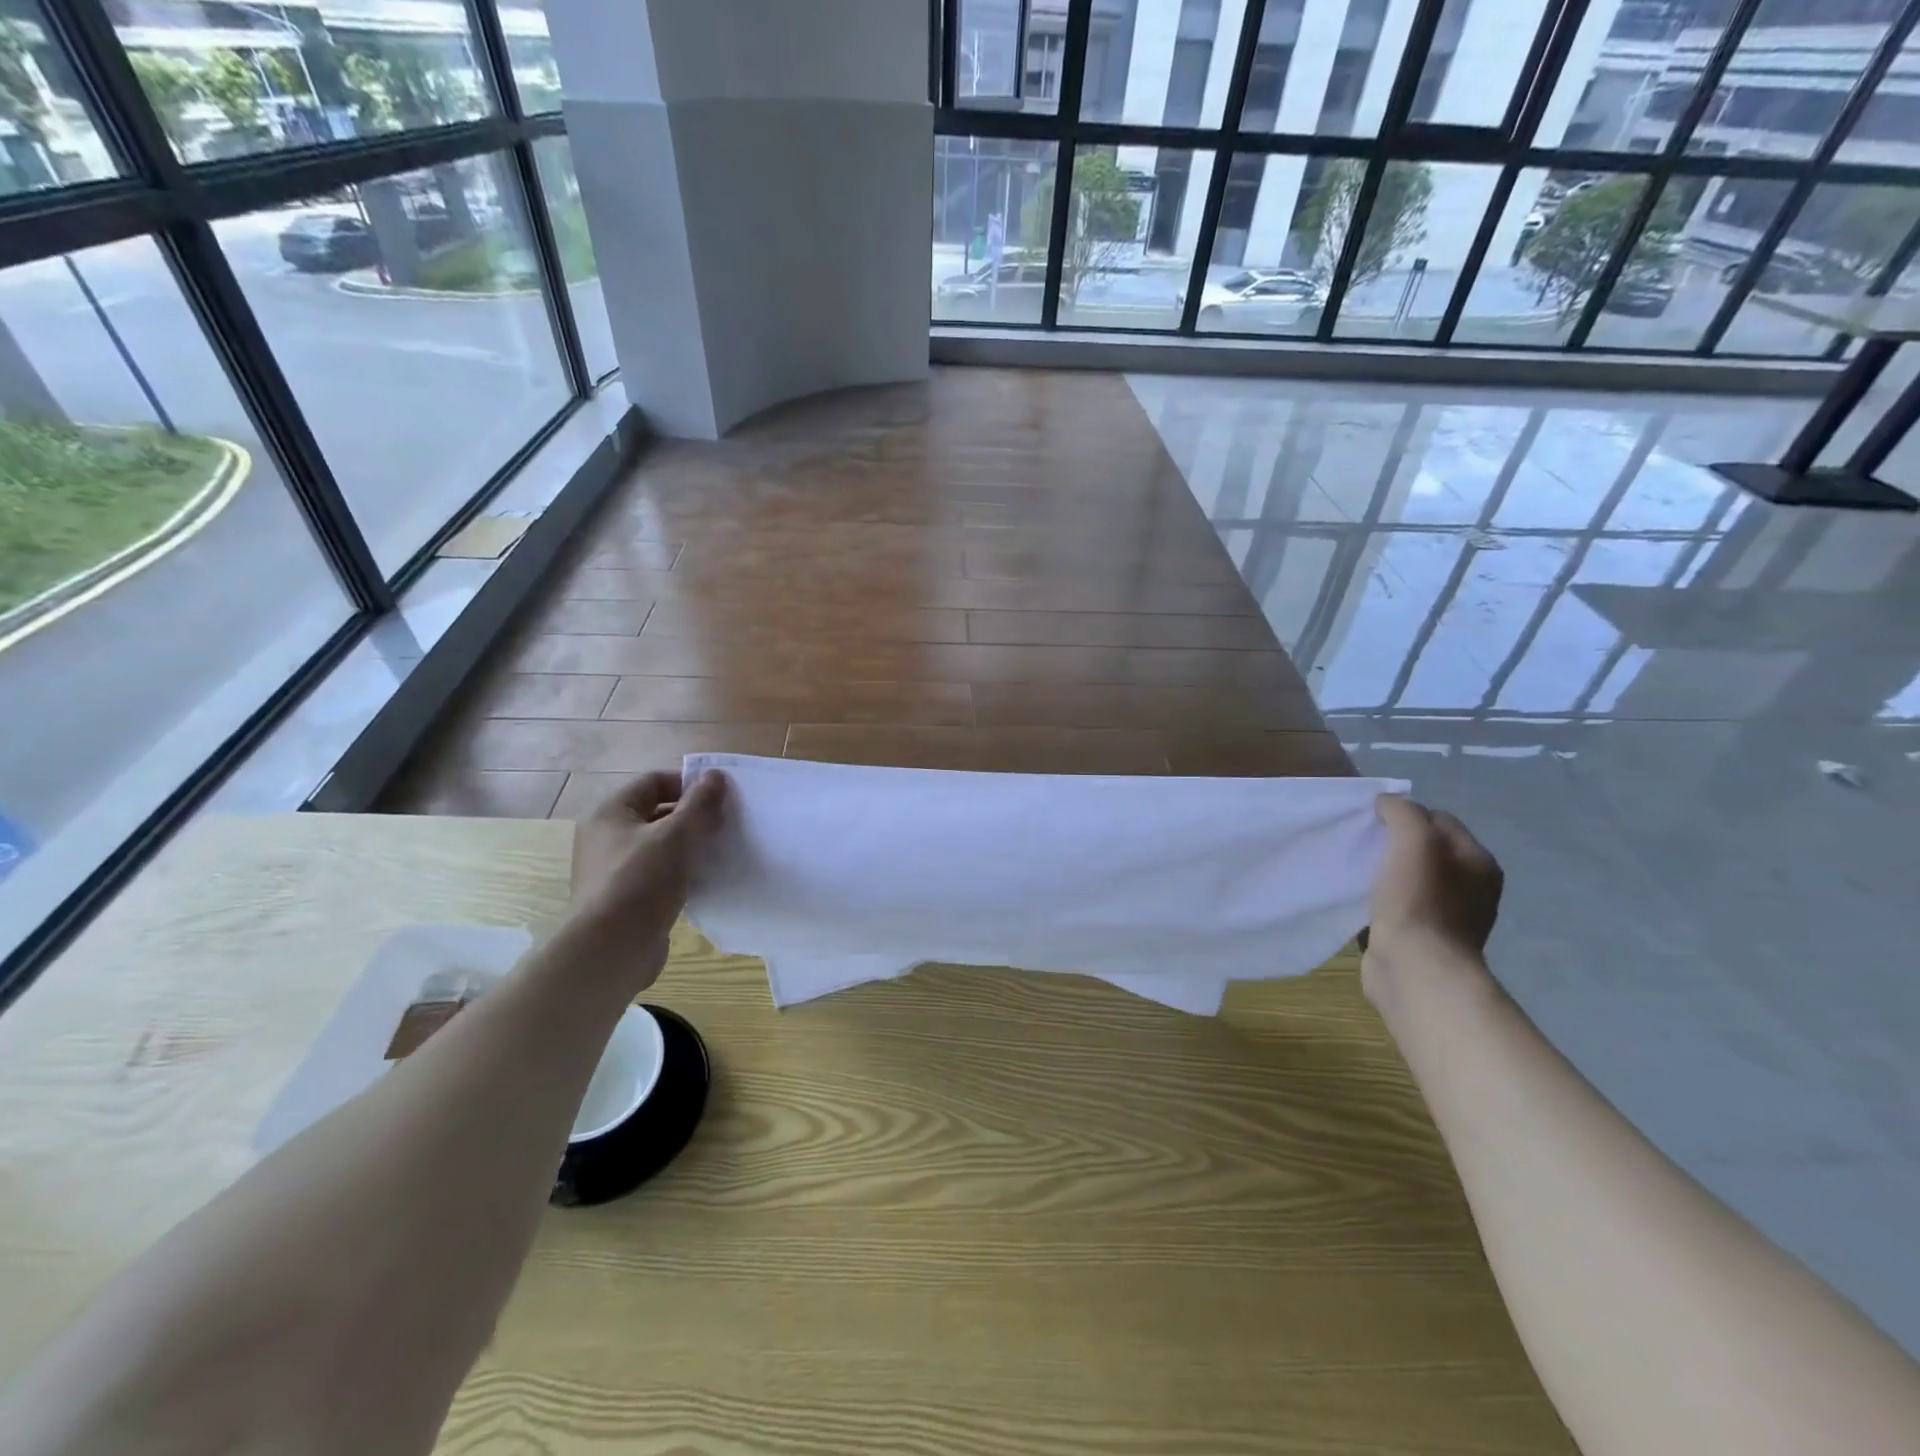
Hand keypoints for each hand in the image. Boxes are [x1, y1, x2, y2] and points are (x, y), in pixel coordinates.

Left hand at [563, 769, 727, 990]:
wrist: (610, 950)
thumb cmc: (640, 882)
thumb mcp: (676, 836)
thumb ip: (699, 803)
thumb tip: (716, 775)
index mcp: (610, 812)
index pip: (654, 782)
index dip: (689, 784)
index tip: (722, 797)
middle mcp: (606, 836)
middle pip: (657, 812)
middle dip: (693, 815)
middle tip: (726, 824)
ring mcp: (614, 869)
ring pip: (661, 844)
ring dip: (690, 845)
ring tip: (721, 851)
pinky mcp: (626, 897)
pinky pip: (659, 872)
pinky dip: (682, 871)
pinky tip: (706, 879)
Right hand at [1362, 795, 1502, 1006]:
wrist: (1415, 968)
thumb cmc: (1418, 901)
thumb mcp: (1413, 841)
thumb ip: (1403, 813)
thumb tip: (1387, 802)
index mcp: (1478, 862)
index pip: (1440, 820)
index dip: (1407, 814)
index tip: (1373, 820)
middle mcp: (1471, 888)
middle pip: (1427, 850)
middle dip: (1395, 843)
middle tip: (1363, 843)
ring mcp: (1448, 917)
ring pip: (1412, 879)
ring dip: (1386, 873)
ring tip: (1358, 871)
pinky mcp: (1423, 940)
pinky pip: (1400, 907)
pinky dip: (1381, 901)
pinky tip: (1361, 901)